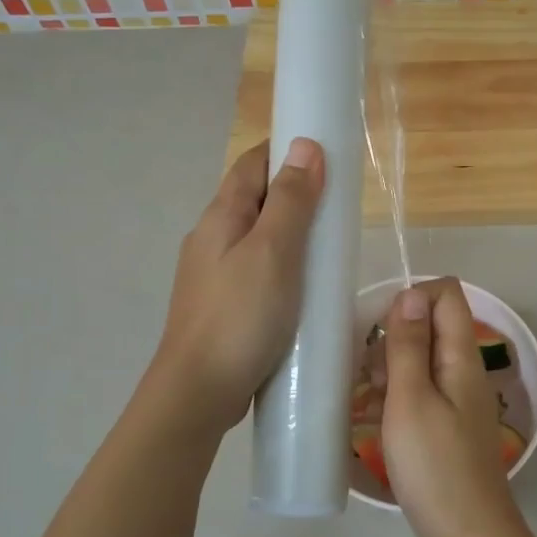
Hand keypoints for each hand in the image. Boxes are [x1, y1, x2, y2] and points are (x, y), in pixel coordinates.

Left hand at [154, 138, 324, 427]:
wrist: (198, 391)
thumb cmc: (240, 317)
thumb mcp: (274, 252)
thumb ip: (291, 201)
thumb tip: (305, 145)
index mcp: (221, 216)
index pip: (252, 164)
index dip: (285, 149)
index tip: (327, 153)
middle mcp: (211, 238)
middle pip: (253, 199)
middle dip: (293, 192)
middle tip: (337, 204)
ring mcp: (213, 274)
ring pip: (255, 237)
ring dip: (289, 232)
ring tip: (327, 246)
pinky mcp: (223, 305)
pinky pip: (256, 270)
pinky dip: (282, 265)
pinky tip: (302, 287)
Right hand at [380, 278, 534, 536]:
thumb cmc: (435, 467)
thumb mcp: (411, 400)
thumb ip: (410, 345)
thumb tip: (411, 292)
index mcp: (461, 357)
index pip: (446, 294)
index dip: (411, 299)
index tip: (380, 333)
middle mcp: (465, 370)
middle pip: (431, 325)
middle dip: (394, 338)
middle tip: (371, 377)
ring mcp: (459, 399)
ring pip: (422, 359)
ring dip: (391, 369)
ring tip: (370, 402)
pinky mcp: (449, 424)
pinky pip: (422, 390)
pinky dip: (398, 396)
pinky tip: (377, 420)